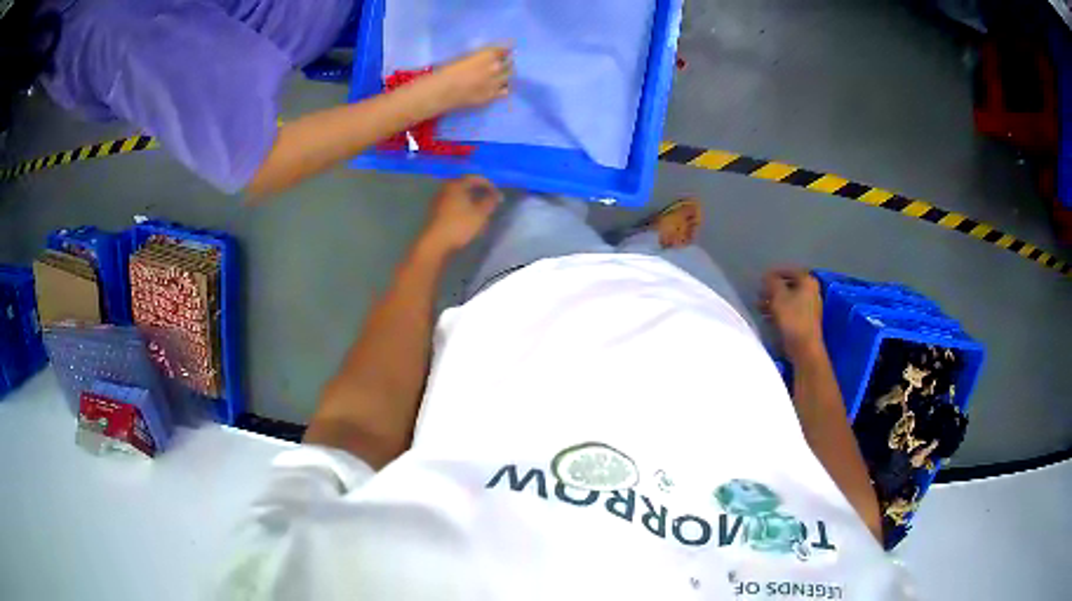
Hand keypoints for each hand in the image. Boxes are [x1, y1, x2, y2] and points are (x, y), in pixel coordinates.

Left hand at [420, 176, 501, 254]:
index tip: (497, 194)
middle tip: (489, 201)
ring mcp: (438, 201)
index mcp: (456, 185)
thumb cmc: (459, 225)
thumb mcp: (480, 213)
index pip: (474, 178)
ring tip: (481, 212)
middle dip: (479, 193)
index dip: (488, 184)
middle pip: (465, 186)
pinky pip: (453, 205)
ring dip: (471, 201)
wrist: (435, 243)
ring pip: (459, 196)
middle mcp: (445, 189)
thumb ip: (490, 201)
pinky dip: (463, 208)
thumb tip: (497, 195)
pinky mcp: (435, 212)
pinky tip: (468, 218)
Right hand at [426, 46, 511, 111]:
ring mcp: (495, 83)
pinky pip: (505, 91)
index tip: (506, 52)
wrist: (443, 91)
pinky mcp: (492, 96)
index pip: (505, 49)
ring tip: (503, 75)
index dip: (506, 51)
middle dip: (508, 62)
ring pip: (510, 77)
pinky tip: (499, 87)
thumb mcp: (466, 56)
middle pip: (510, 63)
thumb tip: (491, 54)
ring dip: (507, 74)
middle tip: (505, 63)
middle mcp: (495, 67)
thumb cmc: (449, 70)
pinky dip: (504, 88)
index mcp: (488, 55)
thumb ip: (481, 55)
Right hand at [760, 267, 824, 359]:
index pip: (790, 270)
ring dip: (773, 301)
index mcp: (807, 282)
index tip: (762, 278)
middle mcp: (811, 292)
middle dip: (772, 289)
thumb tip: (767, 275)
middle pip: (789, 285)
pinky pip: (790, 310)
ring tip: (758, 306)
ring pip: (788, 299)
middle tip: (759, 292)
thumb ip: (772, 282)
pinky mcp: (804, 320)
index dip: (775, 272)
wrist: (804, 347)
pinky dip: (778, 311)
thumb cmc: (792, 318)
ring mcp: (809, 307)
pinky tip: (766, 317)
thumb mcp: (778, 296)